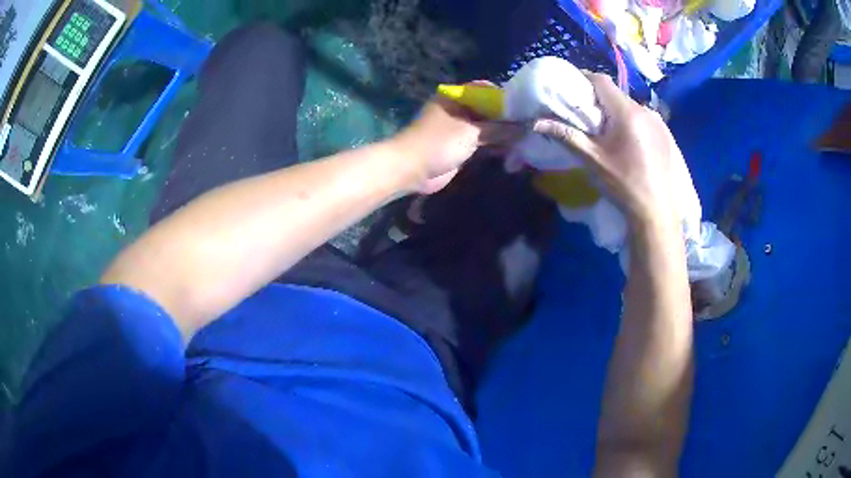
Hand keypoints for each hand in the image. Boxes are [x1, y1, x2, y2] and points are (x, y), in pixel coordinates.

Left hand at [391, 92, 523, 193]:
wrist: (411, 169)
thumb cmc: (438, 143)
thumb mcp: (472, 132)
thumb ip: (500, 129)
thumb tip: (527, 127)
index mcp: (456, 97)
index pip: (486, 90)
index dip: (506, 97)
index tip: (526, 106)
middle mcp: (458, 109)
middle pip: (488, 110)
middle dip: (508, 118)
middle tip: (531, 125)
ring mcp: (459, 129)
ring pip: (487, 128)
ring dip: (504, 134)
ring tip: (528, 138)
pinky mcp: (460, 147)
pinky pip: (483, 143)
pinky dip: (496, 146)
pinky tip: (514, 150)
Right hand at [533, 73, 683, 226]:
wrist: (657, 211)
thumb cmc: (623, 184)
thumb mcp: (592, 159)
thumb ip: (566, 136)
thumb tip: (536, 123)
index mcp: (626, 112)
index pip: (601, 80)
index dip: (583, 78)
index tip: (570, 87)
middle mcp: (645, 110)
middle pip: (616, 94)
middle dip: (598, 99)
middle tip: (585, 115)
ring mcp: (659, 122)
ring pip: (630, 106)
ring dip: (616, 112)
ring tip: (606, 131)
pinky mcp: (666, 134)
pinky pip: (644, 118)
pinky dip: (631, 122)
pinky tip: (628, 141)